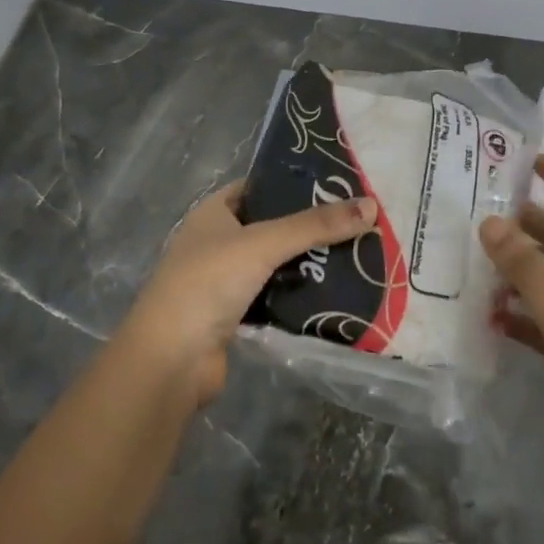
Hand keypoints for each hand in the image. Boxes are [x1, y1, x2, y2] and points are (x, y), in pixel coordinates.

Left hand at [122, 180, 377, 406]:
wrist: (171, 359)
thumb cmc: (208, 283)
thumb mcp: (263, 243)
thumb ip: (315, 225)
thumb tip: (372, 206)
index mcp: (213, 214)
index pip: (259, 188)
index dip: (293, 184)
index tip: (337, 184)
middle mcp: (217, 242)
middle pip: (271, 227)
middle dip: (309, 226)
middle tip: (357, 220)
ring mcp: (224, 281)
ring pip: (275, 264)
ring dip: (307, 263)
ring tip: (357, 252)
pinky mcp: (235, 316)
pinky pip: (275, 297)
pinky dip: (299, 295)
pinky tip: (335, 292)